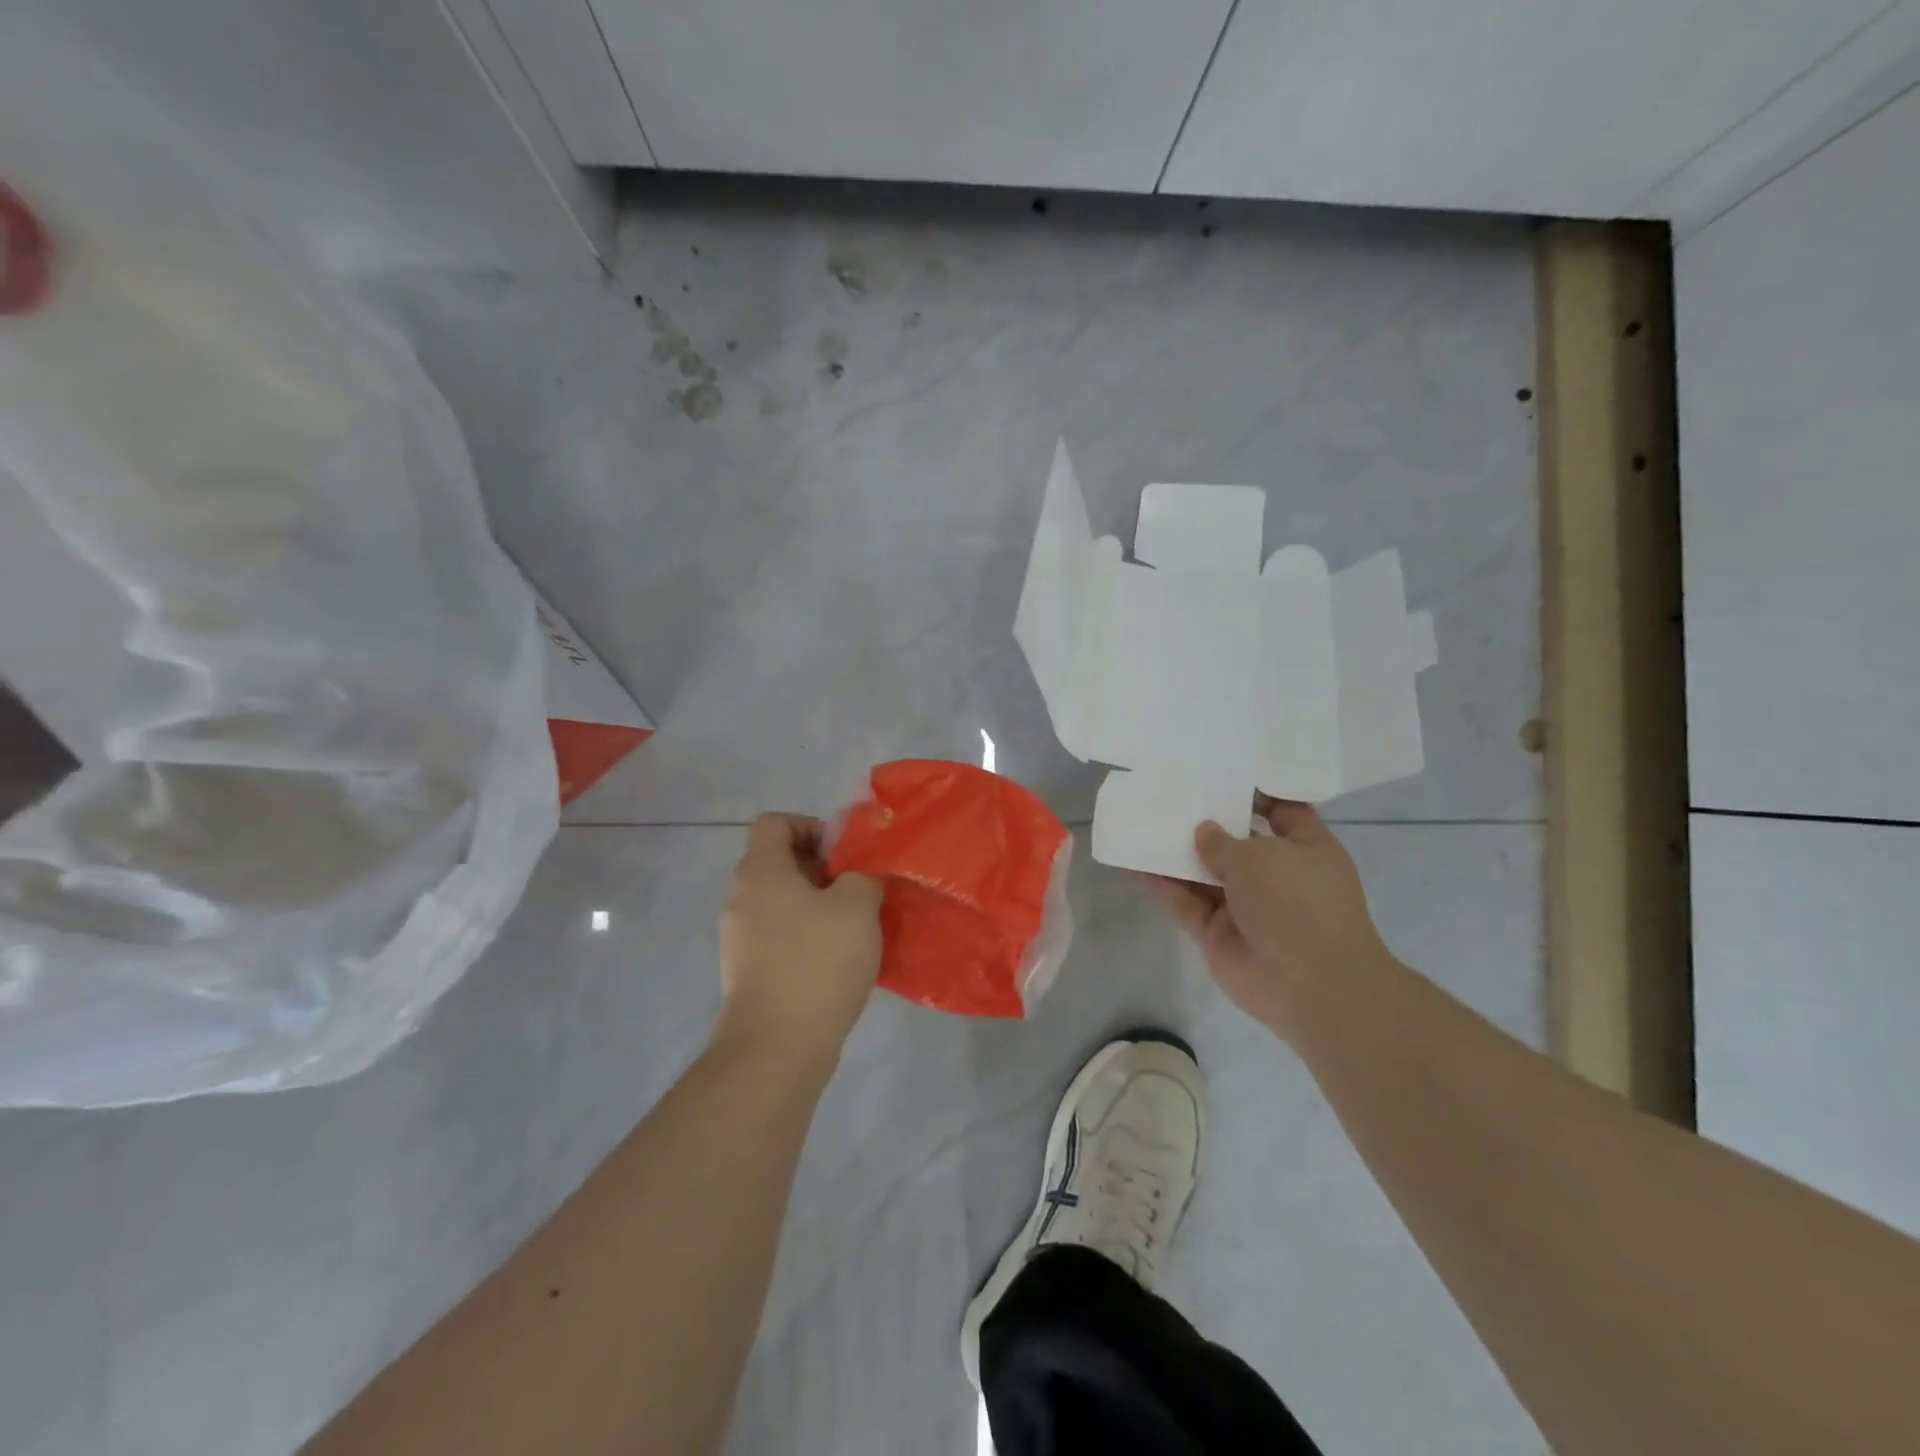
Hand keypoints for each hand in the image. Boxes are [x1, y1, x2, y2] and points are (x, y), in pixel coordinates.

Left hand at [715, 814, 883, 1067]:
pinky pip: (781, 934)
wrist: (777, 1047)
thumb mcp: (858, 904)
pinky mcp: (749, 969)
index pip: (776, 822)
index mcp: (760, 870)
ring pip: (784, 900)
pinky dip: (808, 934)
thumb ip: (864, 872)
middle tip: (860, 888)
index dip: (813, 826)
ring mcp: (741, 936)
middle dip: (824, 868)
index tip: (845, 855)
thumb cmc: (817, 961)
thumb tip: (863, 869)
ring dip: (820, 903)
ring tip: (856, 924)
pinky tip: (839, 957)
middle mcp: (742, 897)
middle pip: (781, 861)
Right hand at [1135, 798, 1392, 1035]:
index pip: (1283, 812)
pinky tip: (1132, 863)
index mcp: (1307, 849)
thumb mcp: (1260, 855)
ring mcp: (1247, 907)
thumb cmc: (1297, 901)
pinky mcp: (1218, 933)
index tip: (1220, 774)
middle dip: (1206, 821)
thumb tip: (1204, 831)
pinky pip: (1186, 902)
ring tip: (1141, 822)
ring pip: (1205, 874)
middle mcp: (1278, 876)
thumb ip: (1223, 840)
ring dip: (1176, 853)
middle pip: (1237, 843)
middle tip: (1168, 793)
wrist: (1309, 984)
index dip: (1255, 793)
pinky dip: (1162, 885)